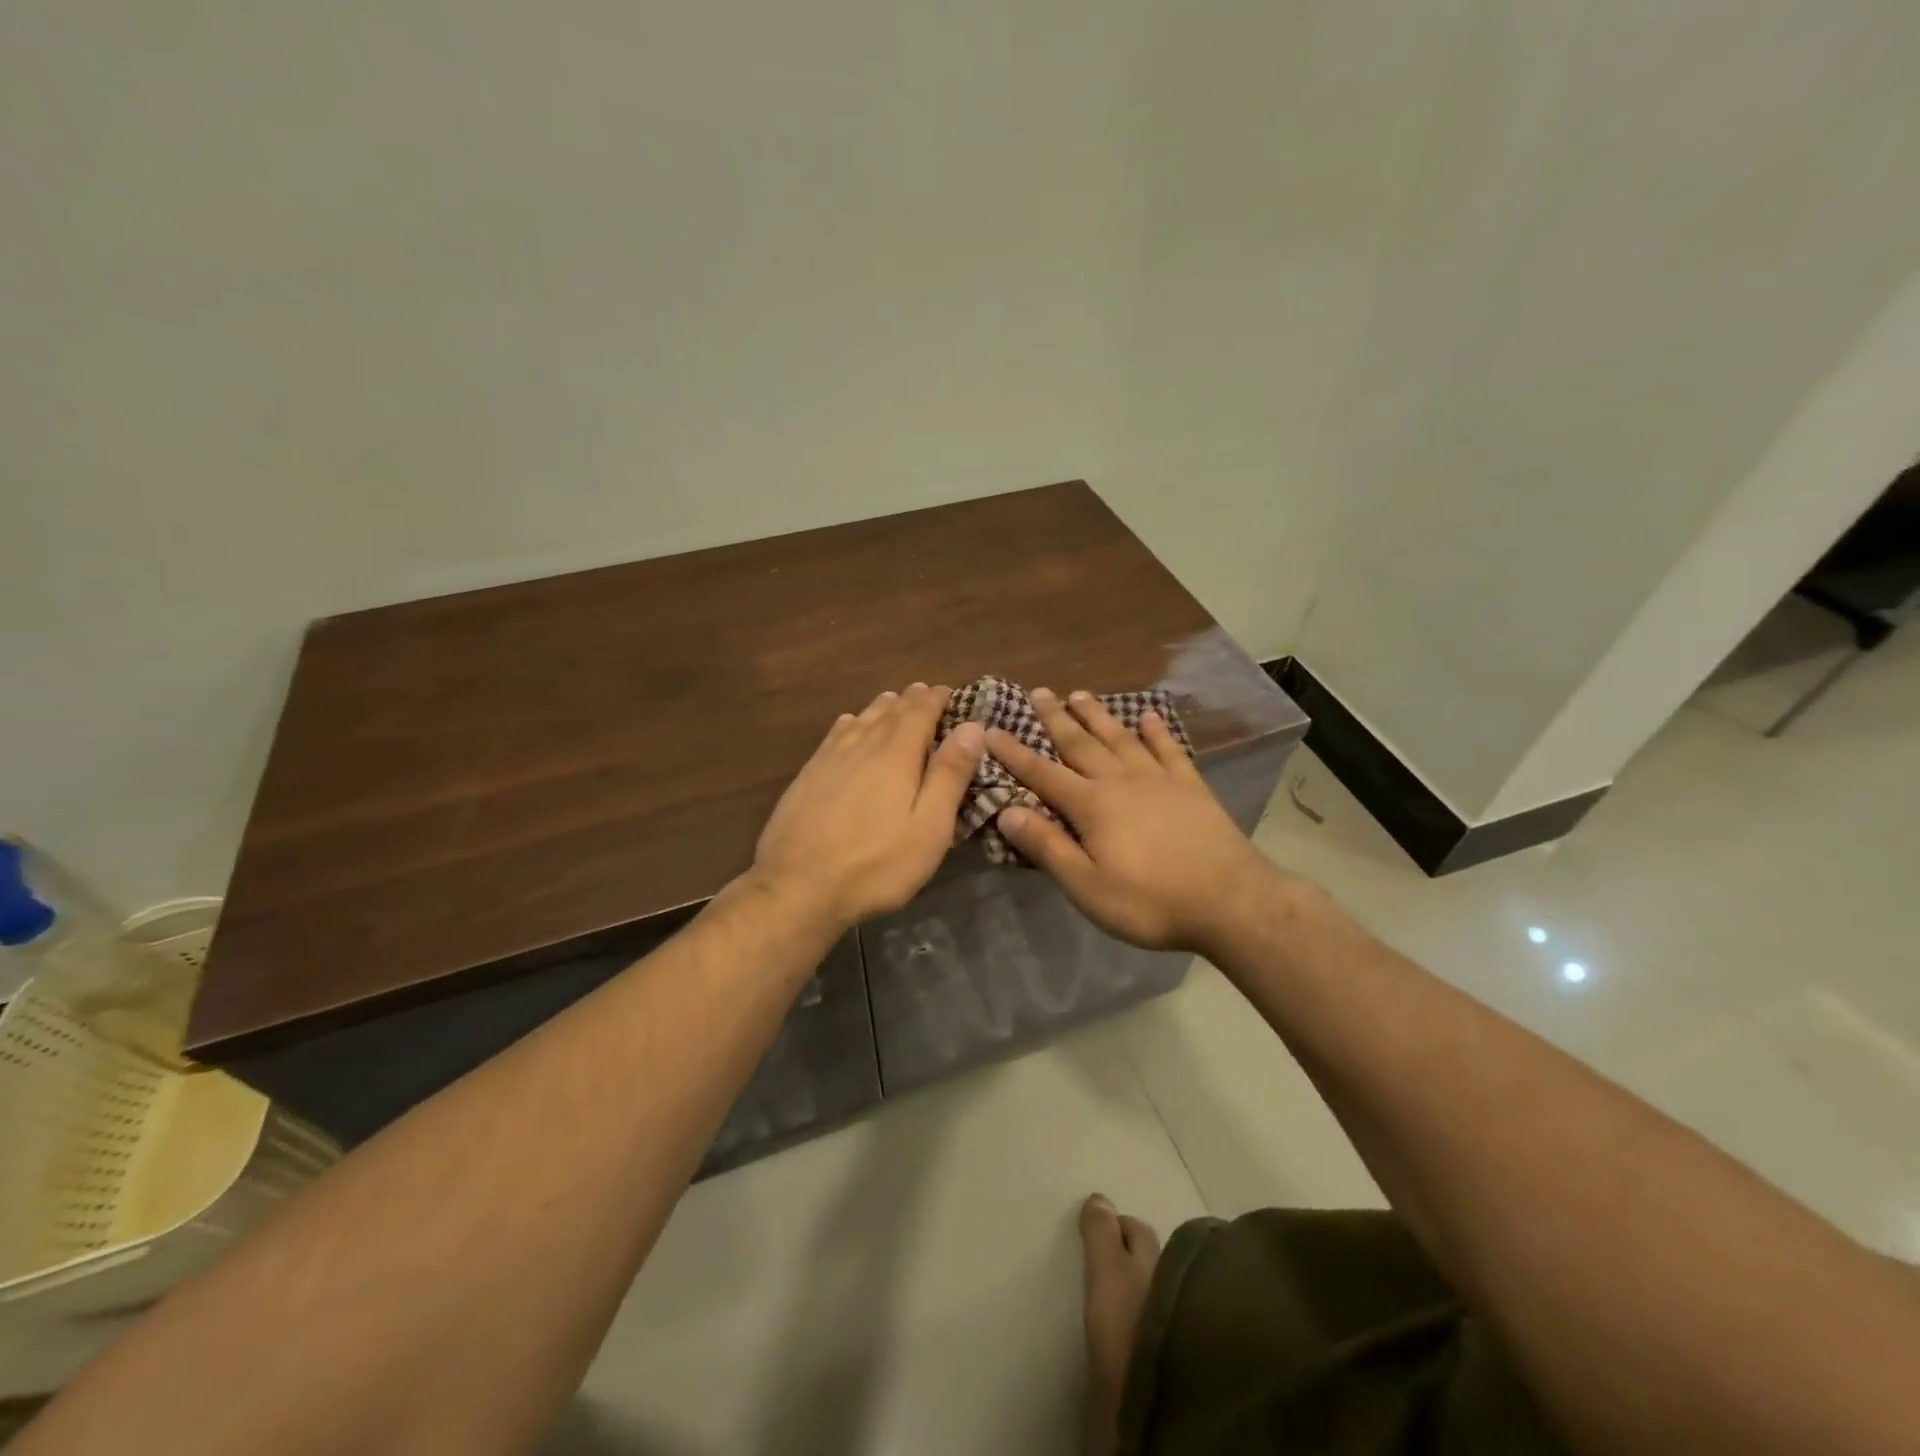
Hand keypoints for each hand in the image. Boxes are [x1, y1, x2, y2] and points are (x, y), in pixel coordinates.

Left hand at [751, 683, 984, 929]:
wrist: (797, 888)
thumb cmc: (876, 864)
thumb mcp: (928, 828)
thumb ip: (950, 775)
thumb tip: (972, 727)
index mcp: (895, 754)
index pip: (919, 711)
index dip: (936, 698)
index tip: (950, 692)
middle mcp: (861, 745)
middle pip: (889, 710)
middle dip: (911, 700)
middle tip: (926, 693)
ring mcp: (828, 759)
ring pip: (860, 719)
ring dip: (881, 707)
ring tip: (894, 701)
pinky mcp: (807, 776)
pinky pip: (834, 735)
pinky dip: (850, 723)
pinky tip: (849, 724)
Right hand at [987, 688, 1277, 952]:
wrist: (1230, 901)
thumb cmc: (1150, 902)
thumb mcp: (1087, 886)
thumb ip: (1047, 847)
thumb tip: (1006, 812)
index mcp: (1092, 805)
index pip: (1043, 774)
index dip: (1014, 753)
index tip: (991, 730)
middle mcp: (1121, 781)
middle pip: (1081, 743)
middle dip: (1056, 718)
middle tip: (1038, 692)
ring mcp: (1159, 779)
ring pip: (1120, 738)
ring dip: (1097, 716)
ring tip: (1080, 695)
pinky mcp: (1191, 786)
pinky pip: (1168, 749)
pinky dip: (1156, 731)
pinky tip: (1147, 717)